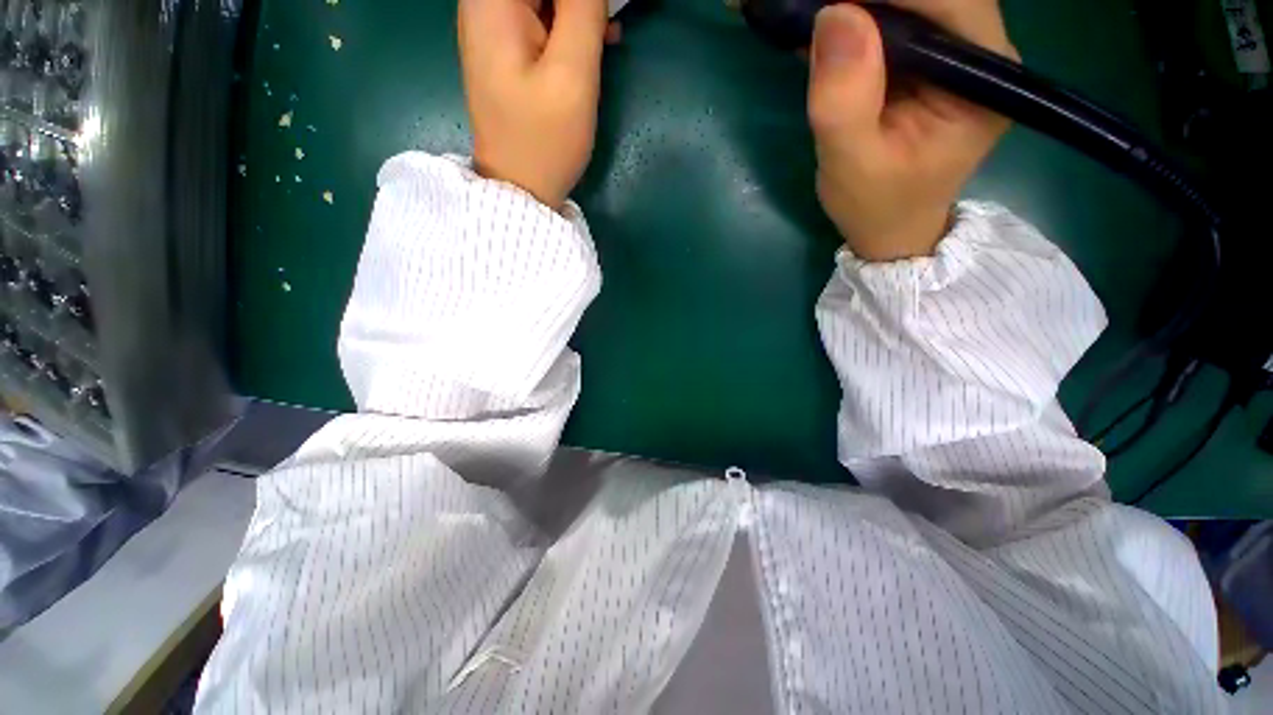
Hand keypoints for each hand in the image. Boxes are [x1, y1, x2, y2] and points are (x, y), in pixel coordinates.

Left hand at [458, 0, 612, 209]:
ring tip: (608, 33)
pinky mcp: (508, 50)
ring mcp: (495, 27)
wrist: (520, 188)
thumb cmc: (544, 140)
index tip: (600, 12)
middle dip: (579, 2)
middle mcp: (484, 3)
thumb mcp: (572, 74)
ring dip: (579, 10)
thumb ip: (583, 9)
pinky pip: (542, 17)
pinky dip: (570, 24)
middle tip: (606, 23)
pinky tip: (594, 43)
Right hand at [808, 1, 1017, 261]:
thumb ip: (845, 101)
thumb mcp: (853, 165)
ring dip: (856, 4)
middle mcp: (979, 51)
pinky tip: (820, 31)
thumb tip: (834, 15)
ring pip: (910, 1)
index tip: (827, 1)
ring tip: (809, 17)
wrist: (890, 228)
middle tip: (811, 9)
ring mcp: (954, 52)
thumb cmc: (877, 206)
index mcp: (983, 76)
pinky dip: (853, 19)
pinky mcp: (927, 59)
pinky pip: (894, 19)